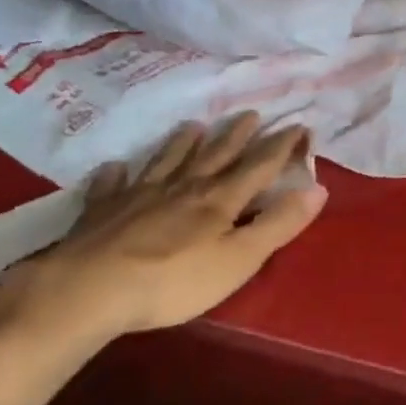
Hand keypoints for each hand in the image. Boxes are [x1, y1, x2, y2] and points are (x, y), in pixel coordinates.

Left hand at [0, 115, 327, 348]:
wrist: (86, 291)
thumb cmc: (174, 281)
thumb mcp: (240, 258)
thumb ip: (279, 223)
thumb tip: (318, 188)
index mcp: (220, 200)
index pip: (259, 166)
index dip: (281, 146)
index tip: (299, 126)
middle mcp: (183, 187)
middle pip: (215, 155)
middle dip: (236, 135)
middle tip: (250, 114)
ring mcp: (139, 196)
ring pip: (167, 161)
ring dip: (183, 143)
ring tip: (193, 126)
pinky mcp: (102, 211)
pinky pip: (111, 186)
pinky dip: (115, 174)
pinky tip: (114, 167)